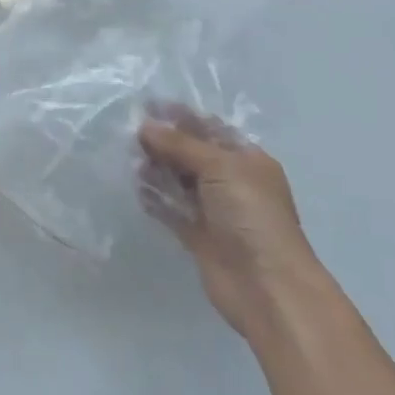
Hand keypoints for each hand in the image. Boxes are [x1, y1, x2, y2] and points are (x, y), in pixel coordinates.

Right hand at [139, 105, 322, 340]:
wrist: (267, 287)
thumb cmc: (251, 216)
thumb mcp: (219, 167)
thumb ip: (181, 145)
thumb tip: (145, 126)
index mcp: (246, 159)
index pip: (209, 128)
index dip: (179, 116)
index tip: (145, 106)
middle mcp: (231, 181)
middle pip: (190, 153)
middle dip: (162, 142)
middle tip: (128, 134)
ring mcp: (214, 210)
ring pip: (178, 180)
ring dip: (155, 169)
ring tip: (128, 160)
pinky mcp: (198, 235)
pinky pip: (170, 209)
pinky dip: (154, 199)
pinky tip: (135, 189)